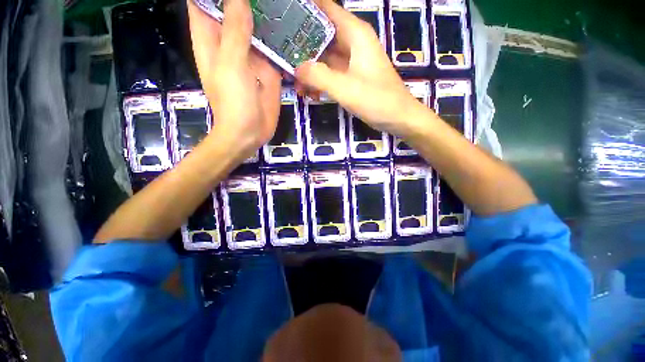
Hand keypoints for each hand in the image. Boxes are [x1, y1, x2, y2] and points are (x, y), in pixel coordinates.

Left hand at [187, 0, 280, 159]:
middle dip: (248, 1)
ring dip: (267, 13)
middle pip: (234, 9)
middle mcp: (230, 41)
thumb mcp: (231, 64)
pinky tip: (293, 25)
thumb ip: (235, 31)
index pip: (205, 2)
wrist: (250, 132)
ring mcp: (252, 55)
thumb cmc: (233, 102)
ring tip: (284, 3)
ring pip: (257, 25)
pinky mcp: (268, 68)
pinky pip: (274, 47)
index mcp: (211, 37)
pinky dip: (281, 37)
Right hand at [294, 0, 422, 136]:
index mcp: (354, 34)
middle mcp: (352, 42)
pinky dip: (320, 82)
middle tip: (280, 59)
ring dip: (309, 70)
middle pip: (320, 35)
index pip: (324, 9)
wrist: (397, 118)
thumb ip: (319, 76)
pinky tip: (311, 94)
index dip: (303, 11)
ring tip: (296, 86)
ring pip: (324, 57)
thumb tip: (296, 69)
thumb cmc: (376, 100)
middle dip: (300, 47)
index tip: (282, 18)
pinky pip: (330, 73)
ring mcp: (352, 61)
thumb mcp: (345, 88)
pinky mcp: (351, 76)